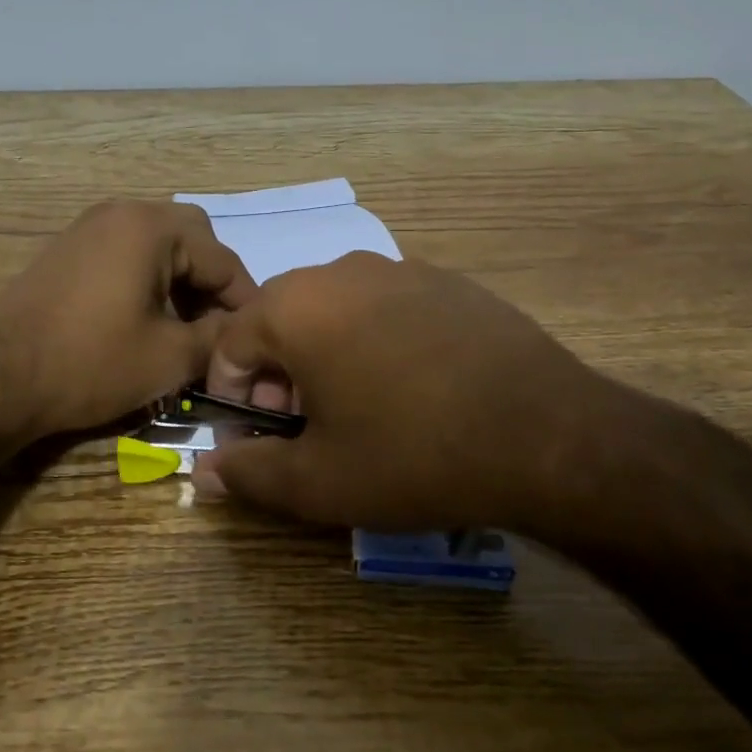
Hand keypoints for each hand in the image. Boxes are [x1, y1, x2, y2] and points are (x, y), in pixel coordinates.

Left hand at [0, 200, 256, 440]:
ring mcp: (89, 228)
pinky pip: (127, 253)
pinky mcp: (68, 250)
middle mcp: (121, 213)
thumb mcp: (170, 358)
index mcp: (151, 228)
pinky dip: (149, 280)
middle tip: (218, 326)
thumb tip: (243, 332)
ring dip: (181, 281)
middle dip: (212, 283)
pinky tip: (147, 320)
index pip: (223, 259)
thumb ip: (219, 338)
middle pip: (192, 239)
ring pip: (158, 245)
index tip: (256, 337)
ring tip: (186, 329)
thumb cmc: (90, 363)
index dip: (246, 301)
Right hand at [191, 253, 645, 531]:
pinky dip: (375, 340)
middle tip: (307, 426)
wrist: (546, 434)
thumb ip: (249, 474)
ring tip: (359, 408)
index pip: (231, 343)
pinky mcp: (448, 281)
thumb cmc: (412, 455)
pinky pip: (385, 307)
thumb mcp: (319, 482)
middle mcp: (341, 271)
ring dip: (325, 355)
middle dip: (278, 374)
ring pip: (334, 310)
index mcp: (296, 308)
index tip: (259, 435)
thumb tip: (205, 472)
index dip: (233, 395)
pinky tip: (411, 386)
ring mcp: (400, 269)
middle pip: (281, 319)